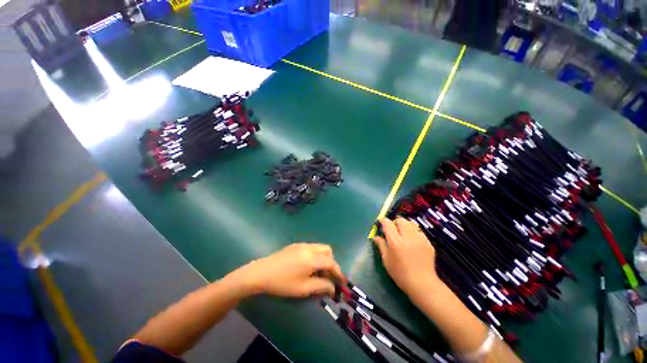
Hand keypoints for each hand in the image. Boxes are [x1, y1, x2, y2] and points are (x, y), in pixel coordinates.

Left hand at [236, 243, 345, 297]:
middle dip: (331, 262)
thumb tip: (332, 288)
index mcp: (312, 258)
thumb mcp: (303, 288)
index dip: (338, 272)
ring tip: (317, 273)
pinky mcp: (295, 245)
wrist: (260, 273)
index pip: (331, 263)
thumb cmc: (282, 283)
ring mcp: (301, 245)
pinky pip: (311, 248)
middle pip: (327, 250)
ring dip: (323, 258)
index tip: (342, 281)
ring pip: (319, 248)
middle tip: (328, 276)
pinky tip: (307, 267)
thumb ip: (321, 286)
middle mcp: (309, 247)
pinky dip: (315, 256)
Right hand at [372, 217, 440, 298]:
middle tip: (392, 228)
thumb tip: (375, 236)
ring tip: (403, 232)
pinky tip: (412, 239)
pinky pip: (419, 231)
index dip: (383, 220)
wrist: (422, 284)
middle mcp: (407, 237)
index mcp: (395, 242)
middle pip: (400, 220)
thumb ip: (381, 245)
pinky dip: (413, 231)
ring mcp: (419, 239)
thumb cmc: (400, 274)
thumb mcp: (386, 260)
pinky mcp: (428, 243)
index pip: (388, 224)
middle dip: (394, 222)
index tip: (381, 222)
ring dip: (404, 225)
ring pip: (411, 223)